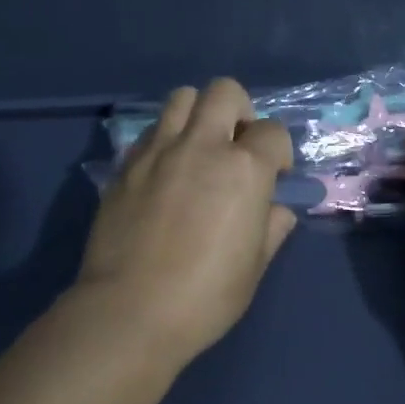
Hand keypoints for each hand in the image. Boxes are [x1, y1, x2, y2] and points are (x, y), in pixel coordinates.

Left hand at [78, 78, 297, 363]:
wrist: (129, 312)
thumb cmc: (204, 296)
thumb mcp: (253, 267)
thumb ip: (271, 228)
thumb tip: (277, 210)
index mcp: (243, 169)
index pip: (272, 131)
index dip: (278, 150)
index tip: (274, 175)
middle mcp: (201, 145)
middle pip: (224, 91)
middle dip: (240, 110)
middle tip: (236, 145)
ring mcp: (159, 150)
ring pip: (182, 97)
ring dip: (198, 114)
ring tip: (198, 149)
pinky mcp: (126, 164)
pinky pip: (152, 131)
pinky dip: (166, 139)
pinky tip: (165, 172)